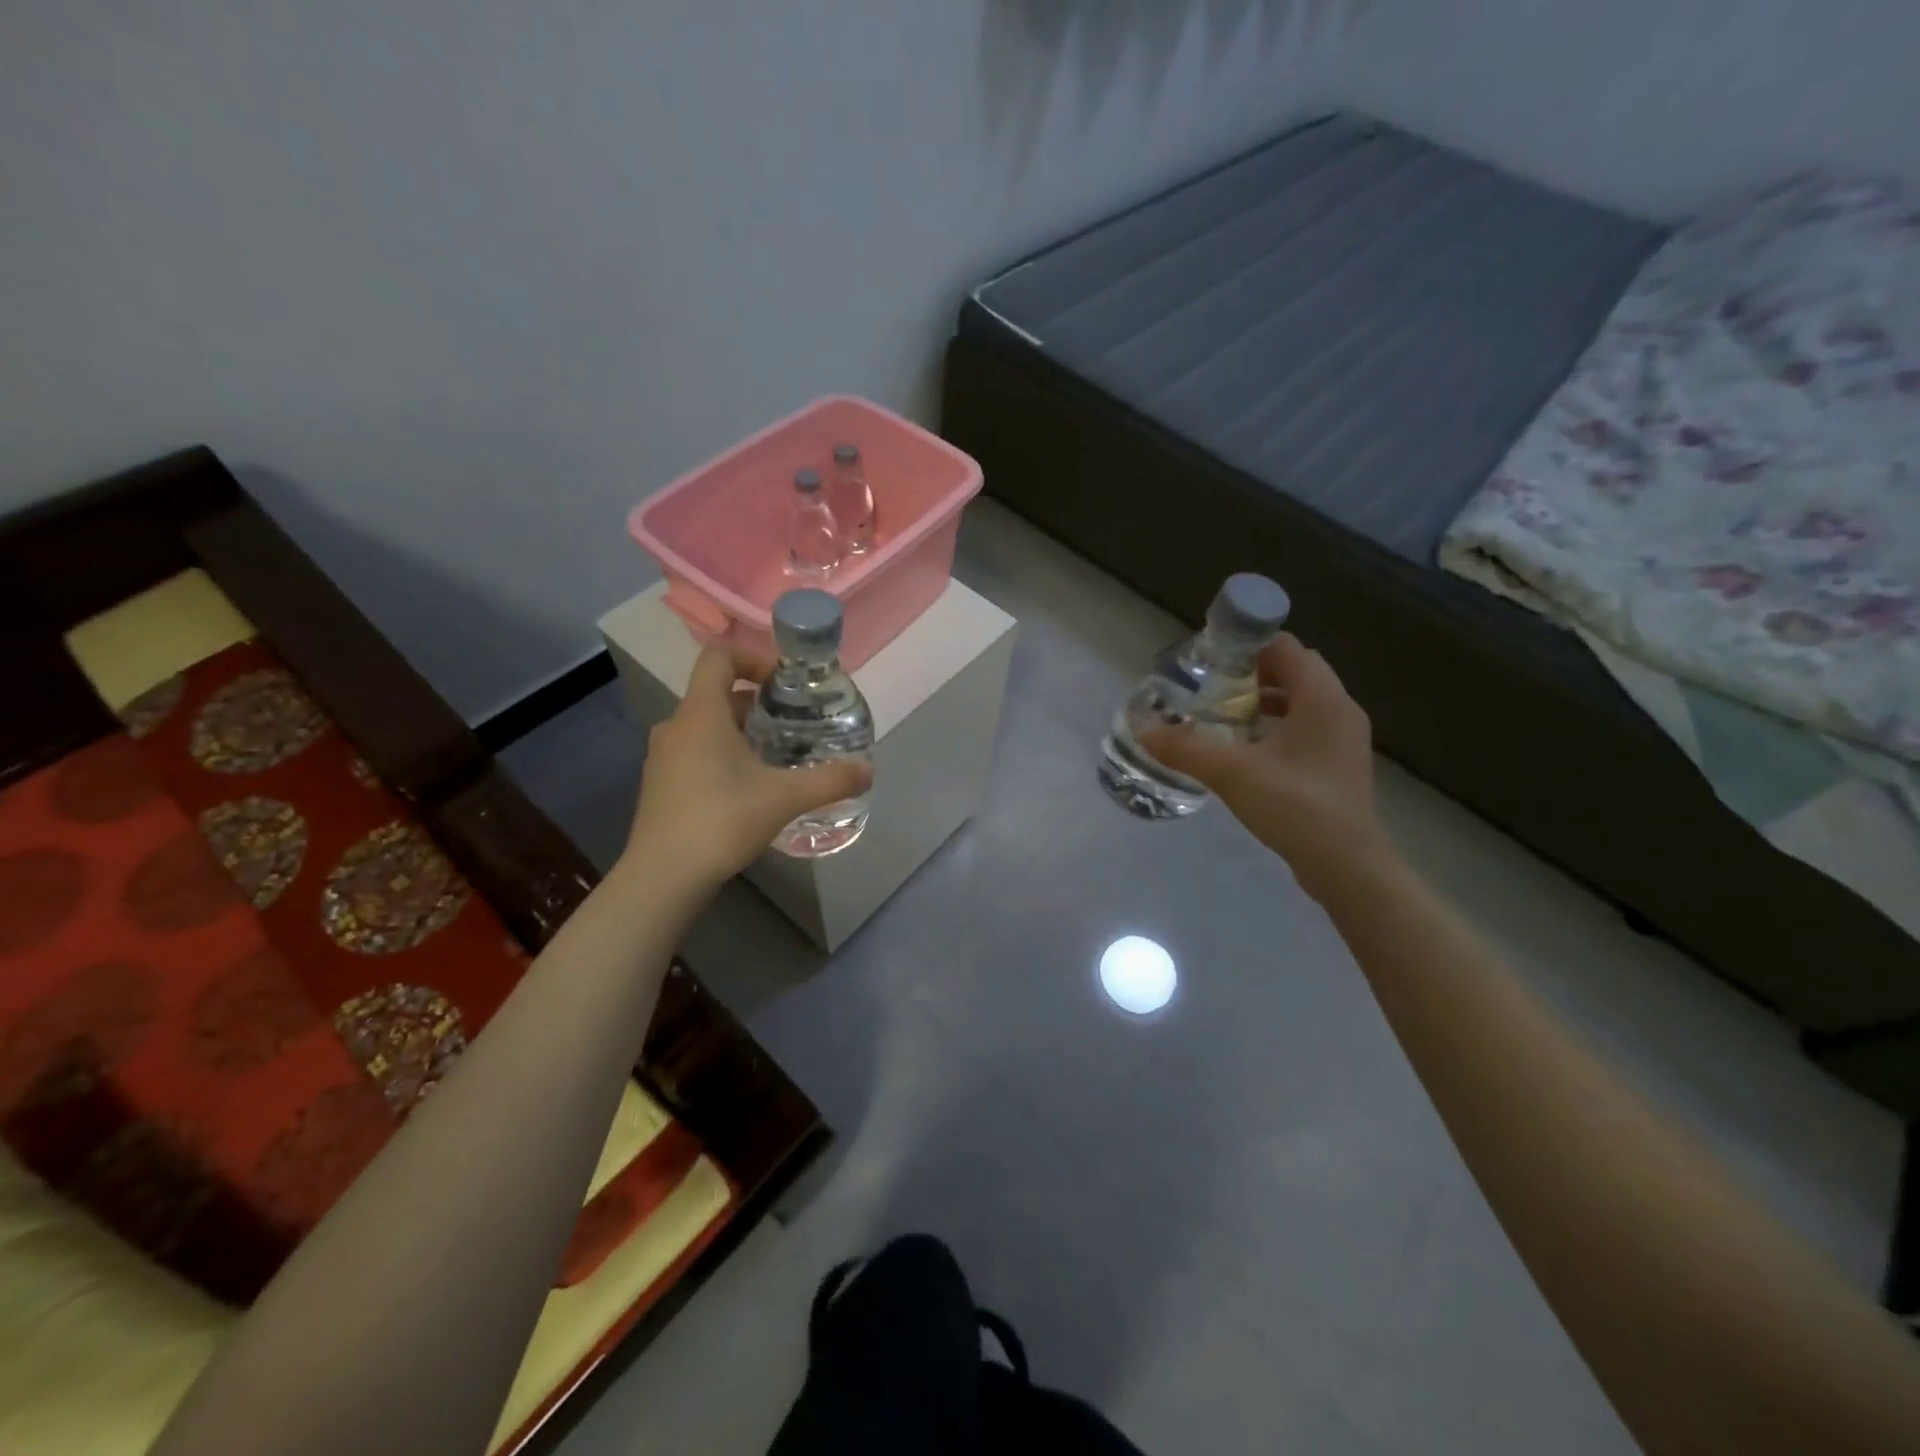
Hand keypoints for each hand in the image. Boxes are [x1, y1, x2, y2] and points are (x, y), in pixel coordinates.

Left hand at [625, 646, 871, 885]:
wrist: (663, 876)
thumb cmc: (722, 820)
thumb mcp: (785, 798)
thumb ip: (830, 780)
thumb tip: (867, 770)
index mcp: (701, 714)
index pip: (719, 658)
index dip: (753, 658)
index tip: (784, 683)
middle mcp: (676, 726)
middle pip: (717, 694)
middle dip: (757, 703)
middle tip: (792, 724)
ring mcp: (663, 757)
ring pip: (706, 726)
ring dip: (741, 732)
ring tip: (776, 757)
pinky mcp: (661, 784)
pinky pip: (695, 752)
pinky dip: (723, 756)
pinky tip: (748, 789)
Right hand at [1139, 633, 1389, 900]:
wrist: (1347, 866)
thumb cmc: (1295, 806)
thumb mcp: (1232, 773)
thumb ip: (1185, 748)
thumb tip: (1143, 730)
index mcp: (1322, 698)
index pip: (1285, 648)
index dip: (1247, 647)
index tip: (1210, 662)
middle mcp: (1340, 710)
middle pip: (1294, 672)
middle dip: (1251, 675)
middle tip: (1212, 689)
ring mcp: (1344, 739)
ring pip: (1301, 702)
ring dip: (1264, 702)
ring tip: (1224, 717)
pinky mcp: (1339, 766)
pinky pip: (1306, 728)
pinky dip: (1277, 727)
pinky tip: (1247, 752)